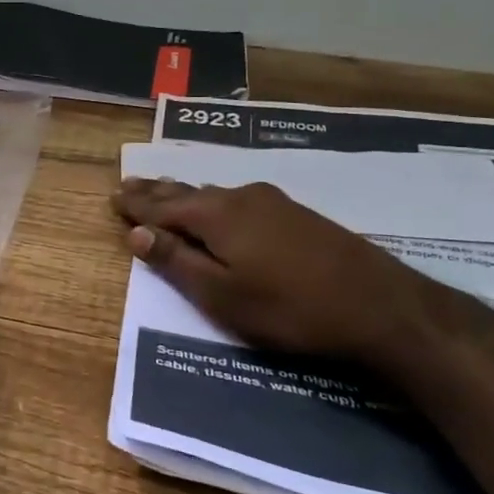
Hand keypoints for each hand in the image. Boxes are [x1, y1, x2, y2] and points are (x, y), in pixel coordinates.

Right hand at [111, 177, 428, 365]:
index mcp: (216, 216)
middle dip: (156, 192)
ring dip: (185, 194)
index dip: (136, 205)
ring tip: (164, 191)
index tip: (112, 198)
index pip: (162, 206)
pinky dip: (213, 202)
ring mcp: (273, 203)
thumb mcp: (222, 295)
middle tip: (130, 185)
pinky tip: (217, 205)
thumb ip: (177, 262)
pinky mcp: (297, 215)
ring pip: (214, 194)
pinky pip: (237, 200)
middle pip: (187, 192)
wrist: (381, 306)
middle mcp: (240, 198)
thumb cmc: (290, 309)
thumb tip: (136, 233)